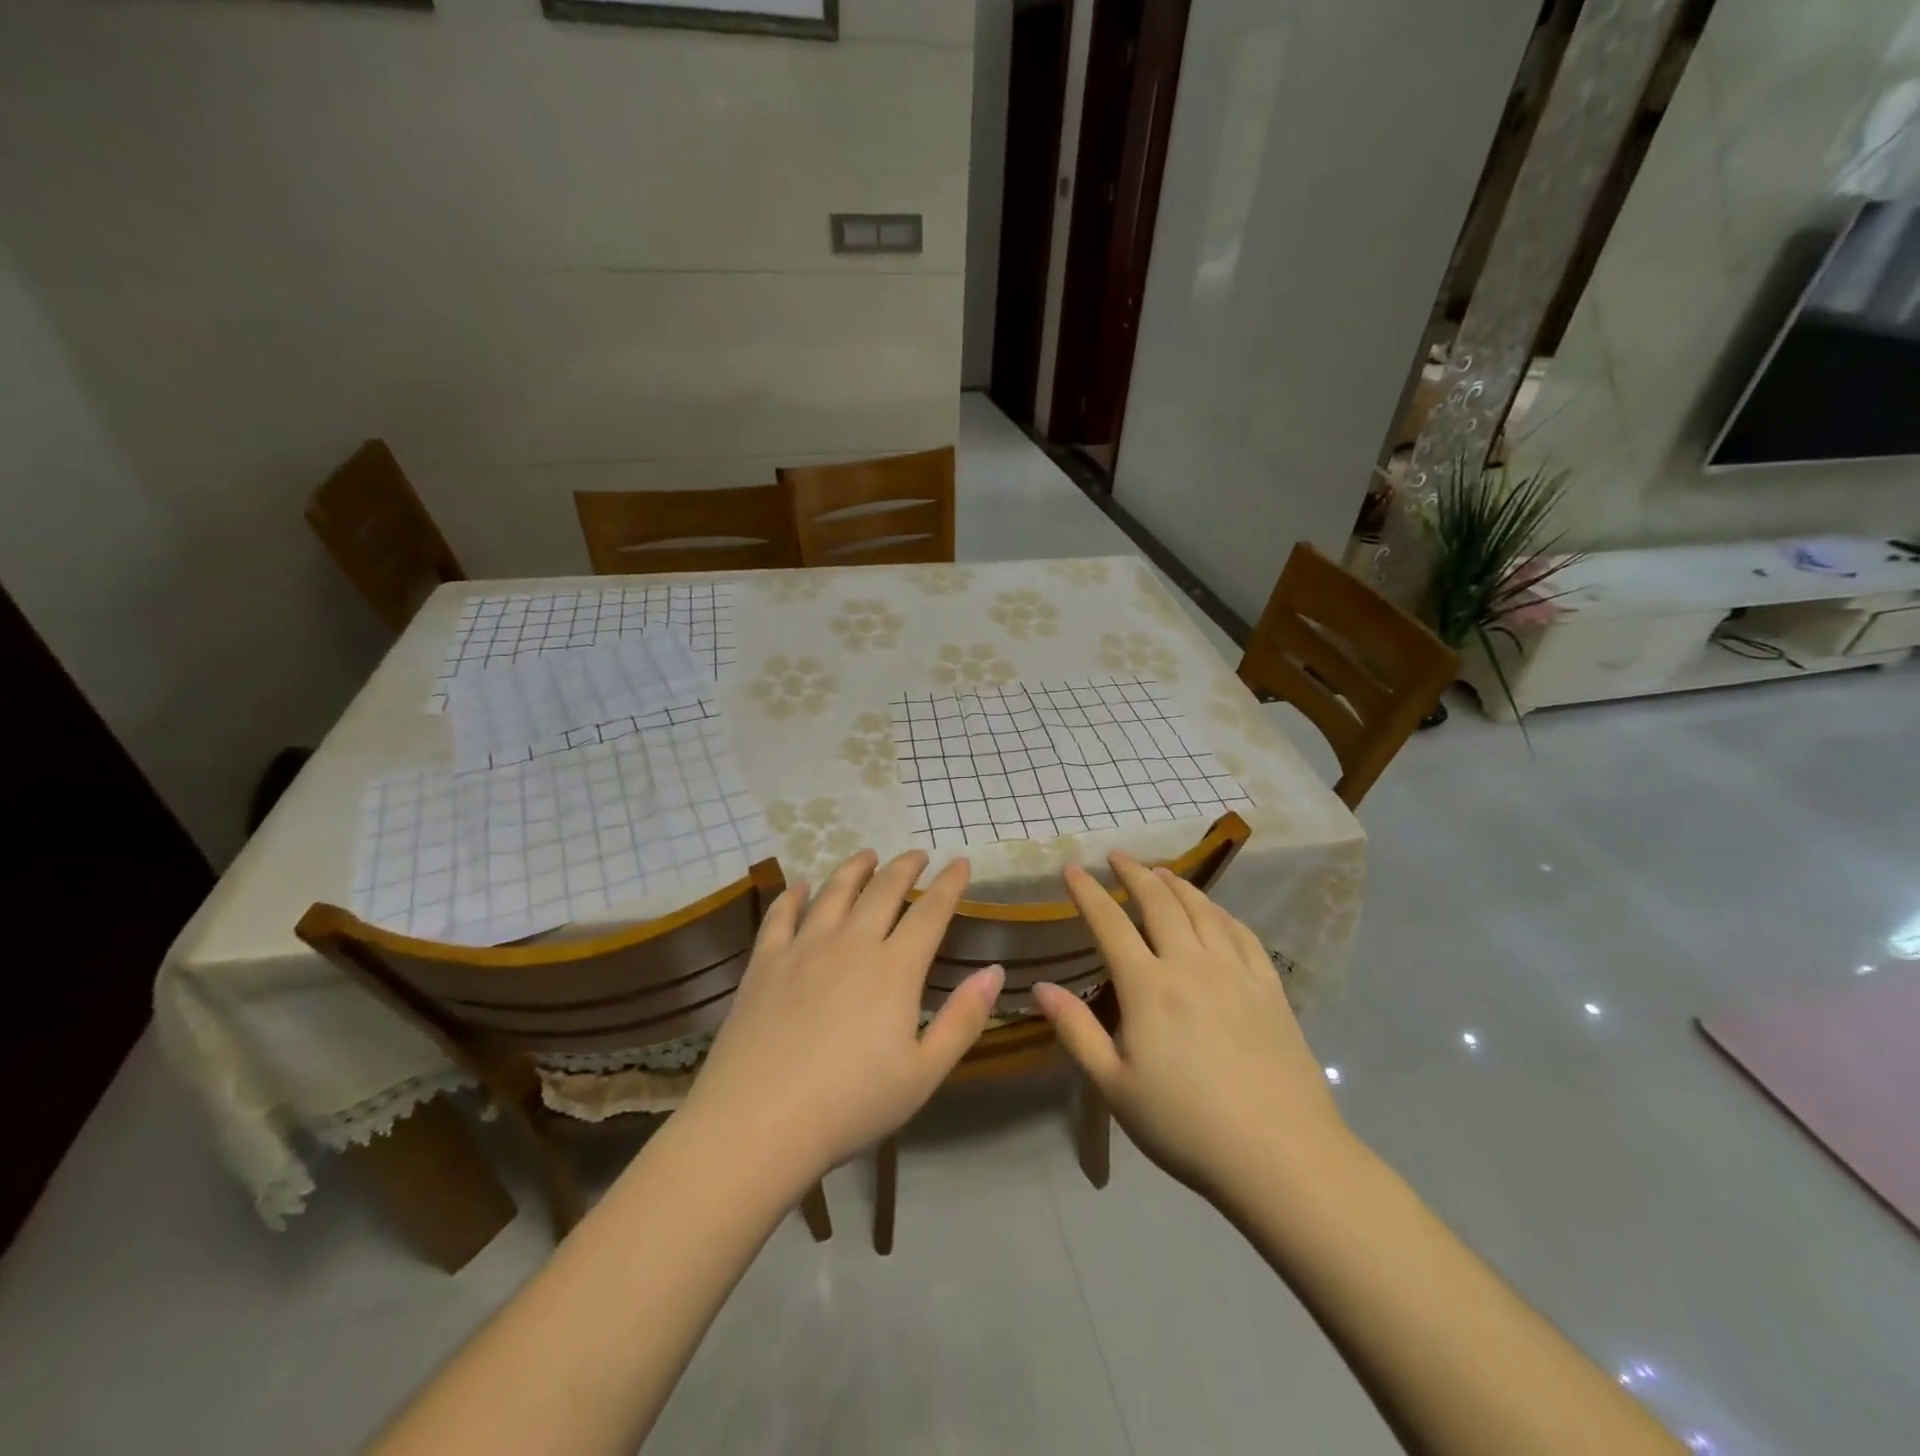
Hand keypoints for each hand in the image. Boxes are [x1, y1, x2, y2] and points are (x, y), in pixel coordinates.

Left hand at [681, 850, 1002, 1191]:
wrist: (758, 1123)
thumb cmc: (851, 1105)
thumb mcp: (923, 1073)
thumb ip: (963, 1020)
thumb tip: (995, 971)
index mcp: (894, 969)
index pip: (930, 912)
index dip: (949, 884)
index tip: (961, 862)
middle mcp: (851, 944)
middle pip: (883, 890)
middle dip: (905, 867)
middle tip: (917, 854)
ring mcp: (803, 948)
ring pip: (834, 892)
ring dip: (855, 868)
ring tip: (867, 855)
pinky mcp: (765, 963)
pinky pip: (781, 915)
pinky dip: (794, 894)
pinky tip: (801, 886)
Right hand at [1033, 854, 1351, 1205]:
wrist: (1281, 1156)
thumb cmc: (1186, 1125)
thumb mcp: (1115, 1086)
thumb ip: (1076, 1031)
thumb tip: (1041, 987)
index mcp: (1148, 986)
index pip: (1110, 922)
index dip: (1088, 892)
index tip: (1071, 868)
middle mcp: (1190, 964)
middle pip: (1159, 902)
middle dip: (1134, 873)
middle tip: (1116, 855)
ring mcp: (1235, 972)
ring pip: (1202, 909)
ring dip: (1176, 883)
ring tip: (1160, 870)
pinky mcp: (1269, 987)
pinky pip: (1241, 933)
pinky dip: (1220, 911)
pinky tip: (1214, 910)